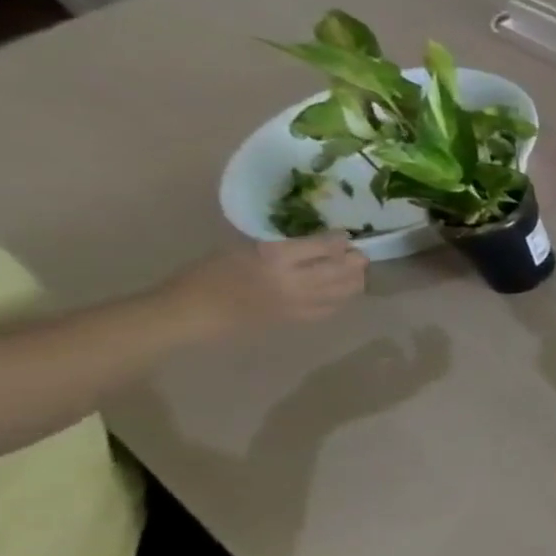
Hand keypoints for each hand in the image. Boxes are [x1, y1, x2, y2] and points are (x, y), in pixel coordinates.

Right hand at [162, 236, 366, 336]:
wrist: (196, 310)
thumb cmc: (211, 273)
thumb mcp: (244, 249)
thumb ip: (284, 247)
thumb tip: (317, 245)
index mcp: (275, 257)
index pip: (323, 246)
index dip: (339, 240)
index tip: (344, 236)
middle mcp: (294, 280)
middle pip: (342, 269)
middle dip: (356, 260)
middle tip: (359, 254)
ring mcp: (301, 302)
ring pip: (345, 290)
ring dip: (356, 278)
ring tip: (356, 271)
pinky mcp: (301, 318)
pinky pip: (335, 307)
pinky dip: (344, 297)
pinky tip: (342, 290)